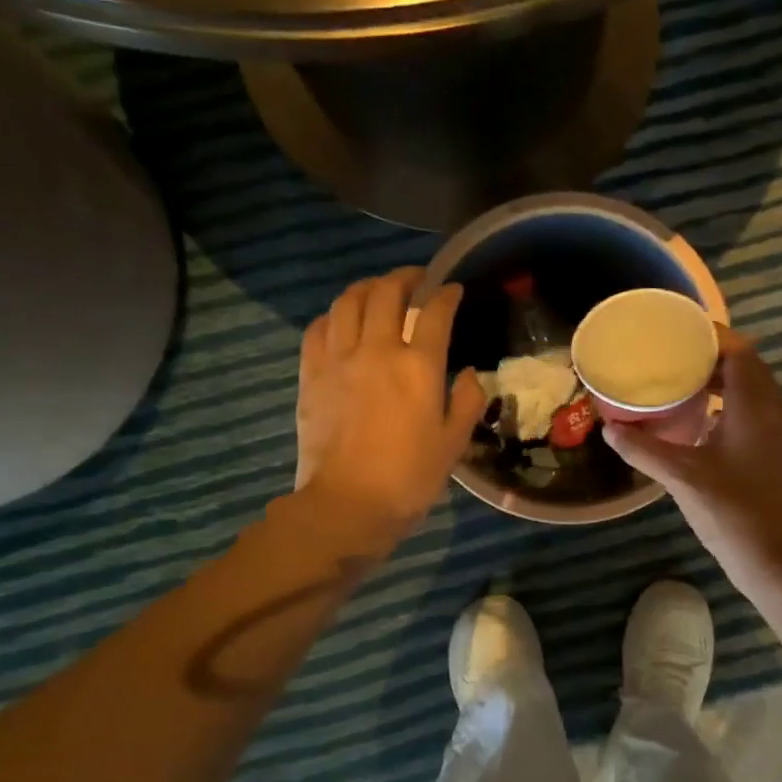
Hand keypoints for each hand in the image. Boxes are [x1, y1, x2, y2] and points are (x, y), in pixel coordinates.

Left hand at [291, 269, 486, 558]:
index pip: (435, 312)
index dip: (446, 294)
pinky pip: (318, 328)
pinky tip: (342, 321)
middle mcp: (377, 350)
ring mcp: (339, 359)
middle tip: (415, 279)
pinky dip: (333, 315)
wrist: (347, 505)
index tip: (453, 289)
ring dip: (366, 287)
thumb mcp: (454, 443)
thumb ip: (468, 402)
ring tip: (378, 291)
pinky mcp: (311, 374)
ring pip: (348, 301)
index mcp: (419, 367)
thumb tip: (470, 373)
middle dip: (404, 277)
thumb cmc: (409, 478)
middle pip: (386, 293)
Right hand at [602, 330, 781, 593]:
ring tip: (686, 388)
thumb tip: (610, 429)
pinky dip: (734, 409)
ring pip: (757, 394)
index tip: (679, 334)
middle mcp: (777, 414)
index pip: (741, 352)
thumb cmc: (733, 513)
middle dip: (715, 359)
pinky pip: (760, 416)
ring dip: (725, 385)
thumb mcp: (682, 478)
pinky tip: (705, 429)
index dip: (712, 336)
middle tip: (675, 360)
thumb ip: (644, 450)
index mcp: (755, 408)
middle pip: (750, 369)